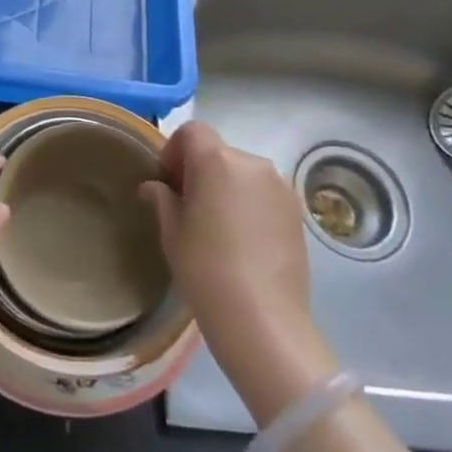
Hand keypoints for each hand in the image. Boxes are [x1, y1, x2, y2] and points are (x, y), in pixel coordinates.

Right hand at [142, 122, 336, 422]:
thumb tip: (154, 187)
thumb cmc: (205, 270)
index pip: (192, 131)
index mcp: (216, 161)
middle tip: (189, 208)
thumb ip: (163, 200)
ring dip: (227, 188)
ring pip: (243, 173)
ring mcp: (280, 187)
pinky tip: (244, 241)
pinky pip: (264, 194)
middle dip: (201, 171)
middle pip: (219, 152)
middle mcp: (252, 163)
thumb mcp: (172, 233)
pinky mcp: (297, 211)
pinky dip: (250, 204)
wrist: (262, 319)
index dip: (175, 150)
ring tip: (219, 228)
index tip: (169, 182)